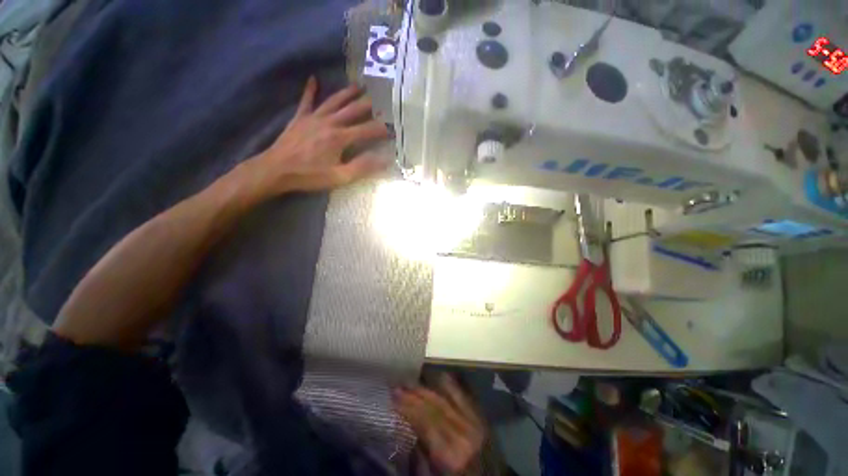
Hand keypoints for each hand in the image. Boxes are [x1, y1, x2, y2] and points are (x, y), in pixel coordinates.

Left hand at [254, 77, 389, 192]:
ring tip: (358, 86)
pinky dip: (310, 90)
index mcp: (340, 138)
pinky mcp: (300, 118)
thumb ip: (362, 167)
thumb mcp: (340, 177)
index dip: (381, 130)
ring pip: (333, 101)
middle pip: (352, 110)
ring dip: (346, 93)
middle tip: (379, 99)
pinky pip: (306, 101)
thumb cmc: (310, 175)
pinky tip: (313, 79)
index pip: (366, 130)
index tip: (392, 129)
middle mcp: (329, 123)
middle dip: (367, 105)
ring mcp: (313, 118)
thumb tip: (384, 160)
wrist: (277, 169)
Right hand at [394, 375, 485, 473]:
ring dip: (427, 389)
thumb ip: (421, 454)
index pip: (425, 422)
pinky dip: (450, 386)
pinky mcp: (481, 419)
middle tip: (397, 386)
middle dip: (414, 394)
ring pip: (446, 399)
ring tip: (411, 381)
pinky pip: (463, 397)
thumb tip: (408, 427)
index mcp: (450, 454)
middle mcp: (462, 434)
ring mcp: (474, 423)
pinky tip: (440, 376)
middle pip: (434, 407)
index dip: (408, 407)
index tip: (393, 397)